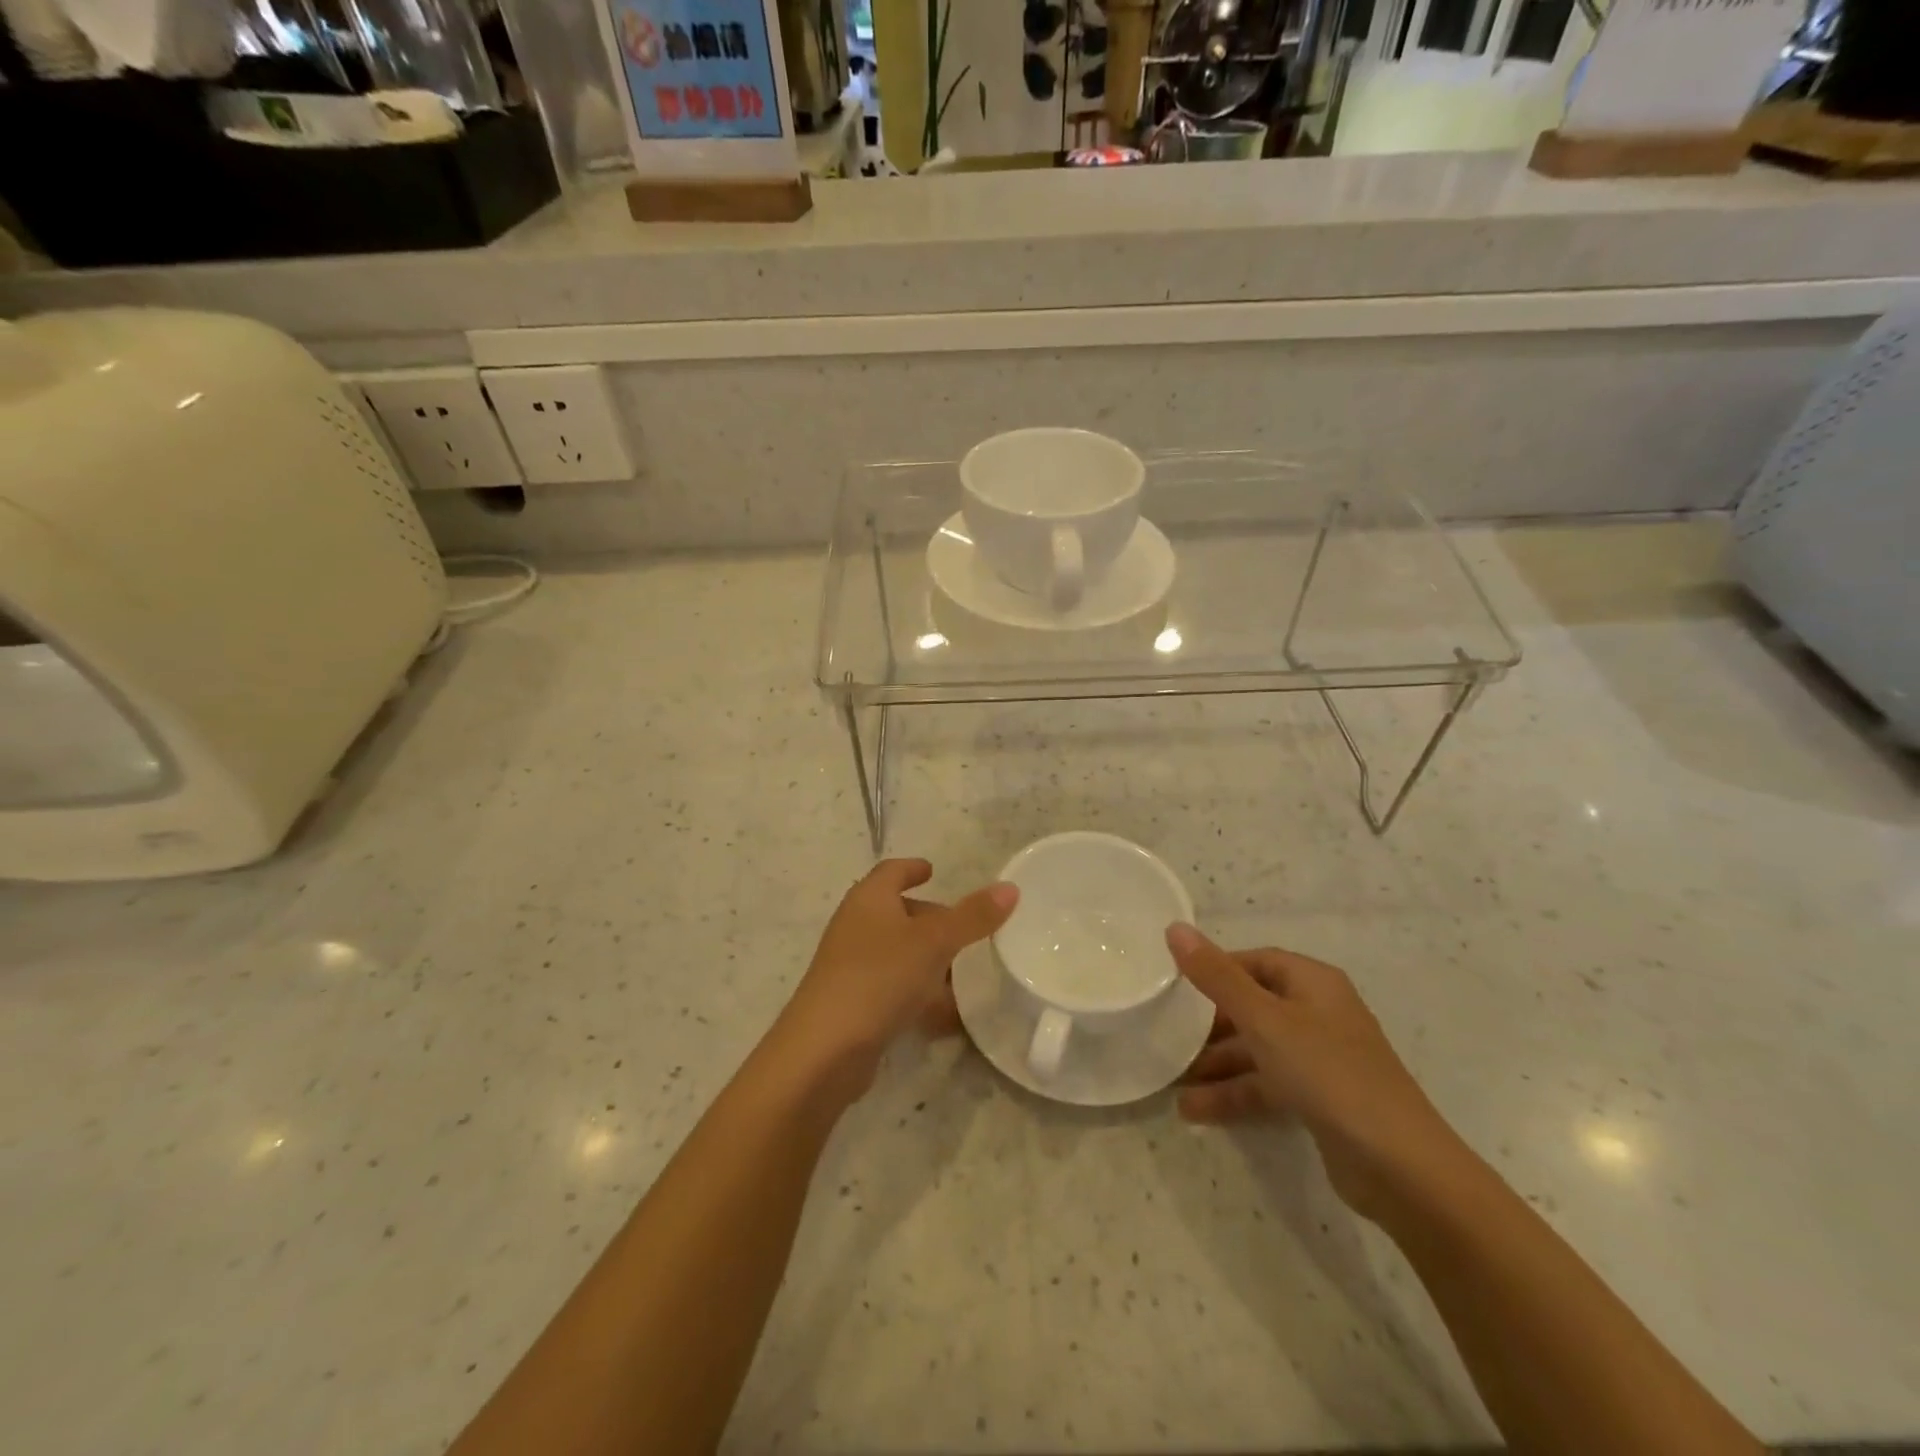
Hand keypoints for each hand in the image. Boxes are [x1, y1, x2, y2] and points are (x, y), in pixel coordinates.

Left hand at [771, 859, 1017, 1098]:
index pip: (891, 871)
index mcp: (869, 900)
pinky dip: (919, 994)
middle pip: (897, 912)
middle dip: (930, 920)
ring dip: (928, 961)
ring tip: (964, 975)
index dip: (912, 868)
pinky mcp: (853, 1004)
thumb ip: (972, 916)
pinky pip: (893, 989)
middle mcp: (855, 926)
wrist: (825, 1050)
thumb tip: (1010, 887)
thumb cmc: (879, 977)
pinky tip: (947, 1016)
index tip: (933, 870)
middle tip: (966, 930)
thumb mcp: (934, 942)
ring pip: (897, 953)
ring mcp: (851, 967)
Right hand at [1168, 924, 1466, 1223]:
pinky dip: (1234, 1094)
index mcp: (1313, 983)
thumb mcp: (1264, 1020)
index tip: (1176, 985)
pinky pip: (1267, 1085)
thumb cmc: (1328, 1073)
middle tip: (1167, 1034)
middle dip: (1209, 1024)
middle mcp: (1319, 1014)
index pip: (1256, 961)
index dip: (1216, 968)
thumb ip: (1217, 976)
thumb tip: (1174, 927)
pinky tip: (1194, 1111)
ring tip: (1171, 1081)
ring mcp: (1321, 1059)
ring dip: (1215, 1065)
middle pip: (1253, 1006)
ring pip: (1257, 1050)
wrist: (1400, 1167)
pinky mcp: (1320, 1100)